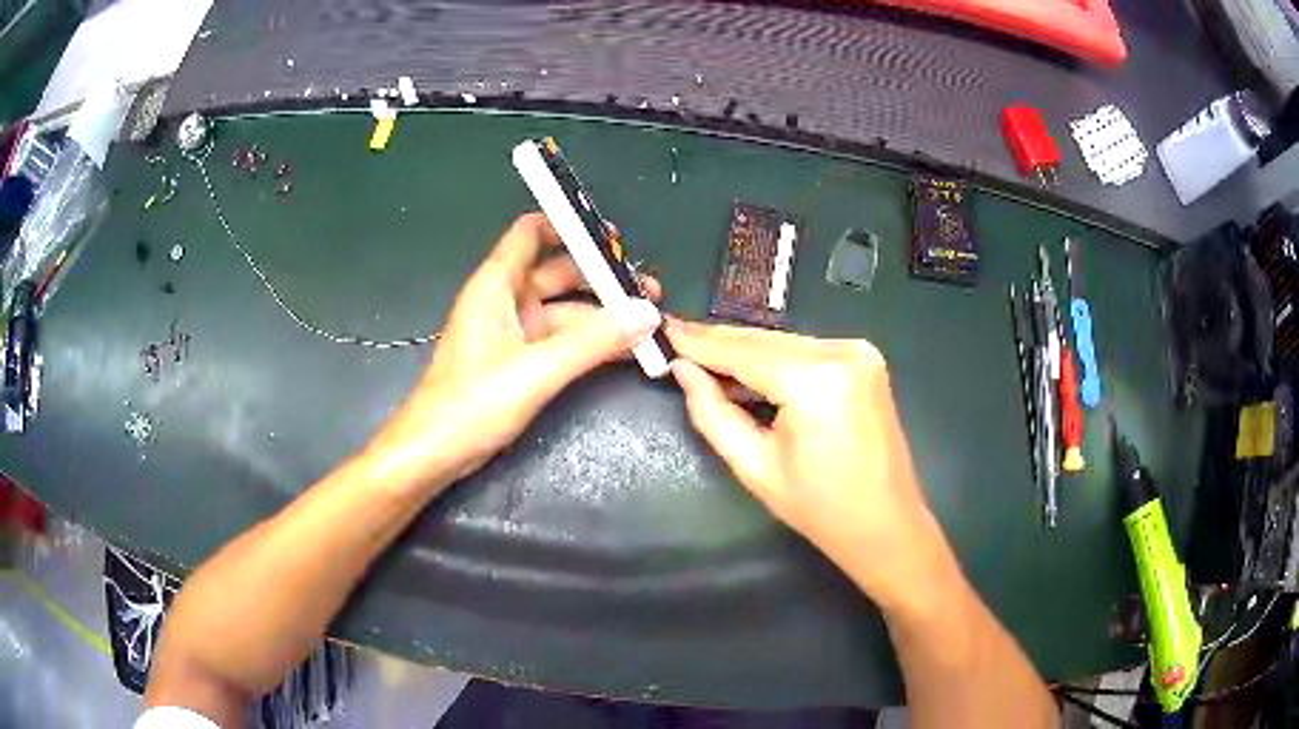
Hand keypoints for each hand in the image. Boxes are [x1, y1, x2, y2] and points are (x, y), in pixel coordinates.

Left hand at [362, 213, 662, 491]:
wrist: (435, 453)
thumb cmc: (472, 403)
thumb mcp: (536, 370)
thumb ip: (593, 341)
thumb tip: (647, 313)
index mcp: (496, 286)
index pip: (531, 234)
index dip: (568, 225)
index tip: (612, 237)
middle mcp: (505, 302)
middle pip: (557, 273)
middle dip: (601, 277)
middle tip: (649, 288)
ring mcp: (513, 333)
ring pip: (564, 311)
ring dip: (602, 315)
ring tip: (650, 320)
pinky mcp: (520, 362)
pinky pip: (562, 341)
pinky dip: (591, 342)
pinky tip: (626, 349)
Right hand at [665, 319, 945, 606]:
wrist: (887, 524)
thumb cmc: (820, 509)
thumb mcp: (755, 467)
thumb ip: (713, 413)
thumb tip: (683, 370)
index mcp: (816, 380)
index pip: (743, 352)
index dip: (699, 342)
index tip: (663, 329)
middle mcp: (842, 351)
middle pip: (764, 341)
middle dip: (719, 343)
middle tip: (675, 339)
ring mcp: (859, 351)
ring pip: (784, 343)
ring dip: (745, 351)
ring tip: (702, 356)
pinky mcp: (865, 359)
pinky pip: (806, 351)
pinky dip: (774, 359)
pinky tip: (747, 370)